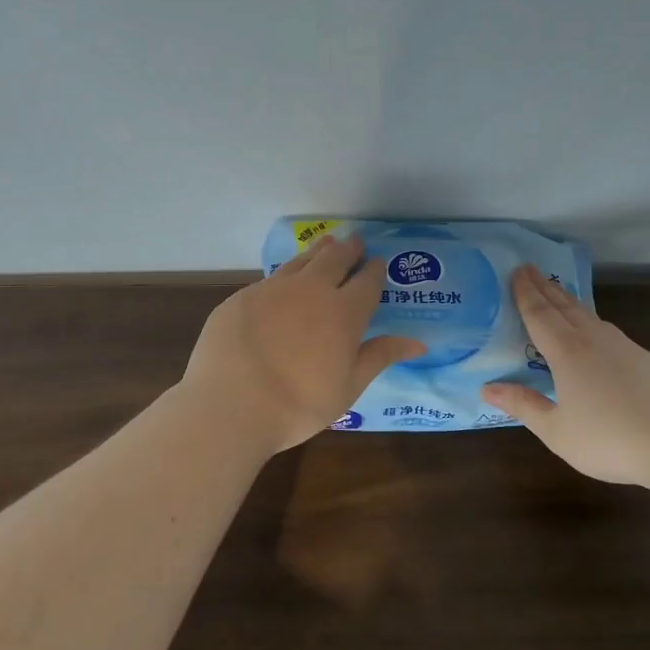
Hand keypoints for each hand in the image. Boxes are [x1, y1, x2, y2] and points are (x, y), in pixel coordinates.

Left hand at [183, 233, 424, 453]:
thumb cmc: (298, 405)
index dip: (375, 270)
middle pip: (335, 259)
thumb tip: (419, 342)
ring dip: (319, 252)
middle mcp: (311, 290)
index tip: (378, 263)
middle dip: (349, 250)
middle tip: (355, 243)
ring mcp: (273, 289)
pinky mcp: (242, 297)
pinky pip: (272, 279)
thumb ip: (380, 357)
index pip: (367, 282)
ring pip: (302, 260)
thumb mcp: (348, 387)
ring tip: (327, 245)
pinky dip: (286, 275)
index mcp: (344, 313)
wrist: (230, 406)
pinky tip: (284, 282)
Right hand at [482, 267, 649, 485]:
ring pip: (589, 315)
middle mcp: (594, 340)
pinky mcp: (647, 360)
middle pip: (564, 306)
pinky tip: (596, 333)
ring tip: (558, 294)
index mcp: (567, 353)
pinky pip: (609, 332)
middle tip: (530, 270)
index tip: (516, 271)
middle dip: (545, 287)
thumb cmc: (610, 440)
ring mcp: (625, 347)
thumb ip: (524, 406)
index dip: (525, 293)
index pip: (540, 314)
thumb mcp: (557, 431)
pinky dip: (592, 322)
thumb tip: (487, 387)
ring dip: (569, 301)